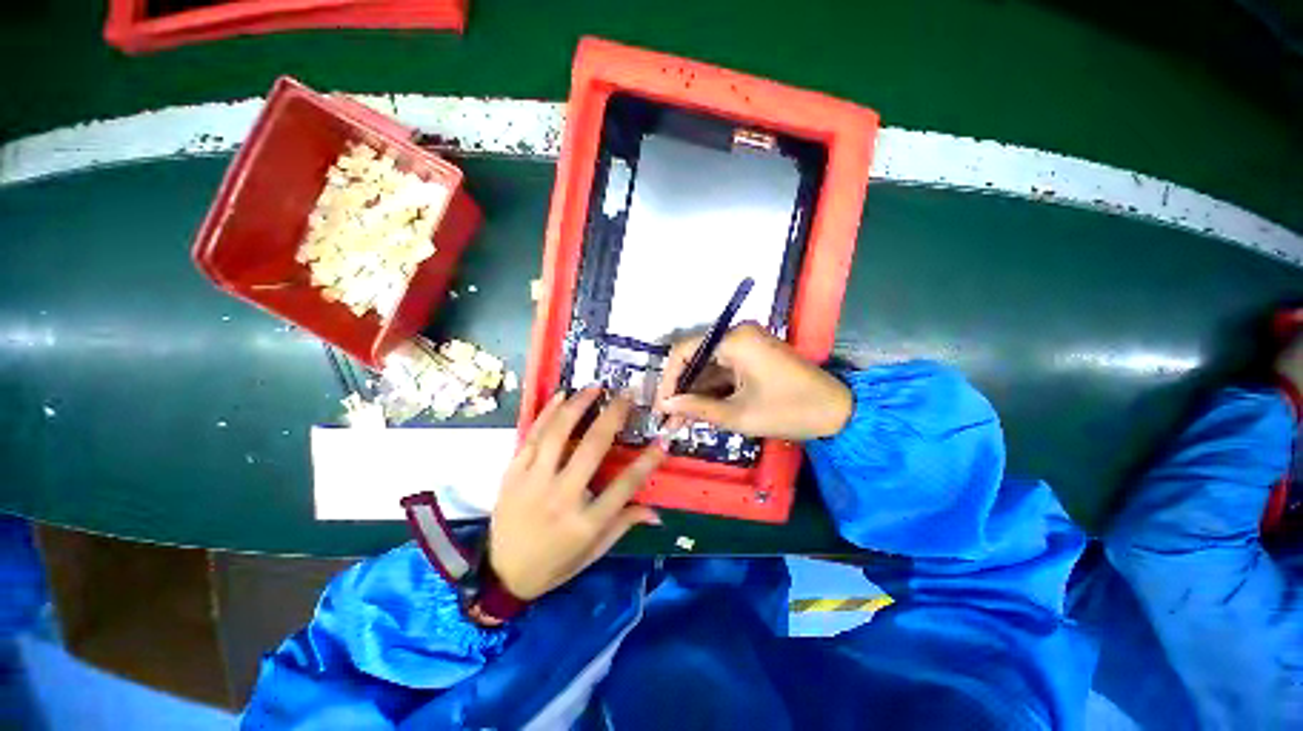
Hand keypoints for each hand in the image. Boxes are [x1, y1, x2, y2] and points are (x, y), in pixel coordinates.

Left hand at [490, 387, 665, 600]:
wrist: (499, 575)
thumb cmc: (553, 565)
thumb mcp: (593, 553)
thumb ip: (623, 526)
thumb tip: (657, 513)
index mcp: (585, 522)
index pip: (625, 485)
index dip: (647, 462)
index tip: (662, 441)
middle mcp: (561, 497)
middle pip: (592, 448)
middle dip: (613, 416)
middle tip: (626, 395)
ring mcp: (533, 482)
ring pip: (559, 434)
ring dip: (578, 406)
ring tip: (595, 388)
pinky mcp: (513, 473)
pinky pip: (532, 436)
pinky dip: (547, 413)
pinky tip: (561, 395)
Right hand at [655, 323, 851, 440]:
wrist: (838, 412)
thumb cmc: (789, 411)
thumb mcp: (739, 414)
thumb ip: (698, 407)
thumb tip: (666, 405)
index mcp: (735, 340)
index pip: (685, 350)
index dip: (668, 379)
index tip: (660, 406)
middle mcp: (738, 334)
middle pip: (696, 358)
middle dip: (681, 390)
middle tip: (668, 418)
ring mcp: (747, 344)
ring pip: (708, 367)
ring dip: (694, 392)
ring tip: (678, 420)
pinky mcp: (753, 356)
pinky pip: (723, 370)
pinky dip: (711, 390)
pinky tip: (699, 411)